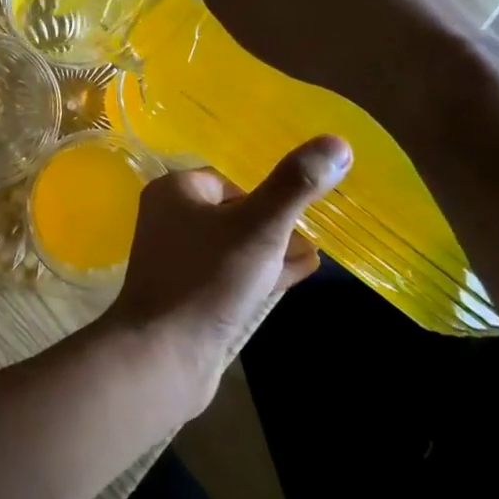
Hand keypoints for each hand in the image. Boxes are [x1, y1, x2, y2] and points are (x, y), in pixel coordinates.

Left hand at [105, 135, 350, 414]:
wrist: (162, 355)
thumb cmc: (207, 280)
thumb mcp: (259, 227)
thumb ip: (295, 186)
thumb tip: (337, 142)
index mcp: (175, 191)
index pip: (229, 180)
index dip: (267, 197)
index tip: (301, 216)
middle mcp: (168, 219)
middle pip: (233, 213)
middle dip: (274, 225)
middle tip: (312, 238)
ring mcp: (174, 259)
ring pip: (233, 246)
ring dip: (270, 253)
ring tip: (309, 260)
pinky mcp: (185, 295)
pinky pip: (227, 276)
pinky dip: (257, 277)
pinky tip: (288, 283)